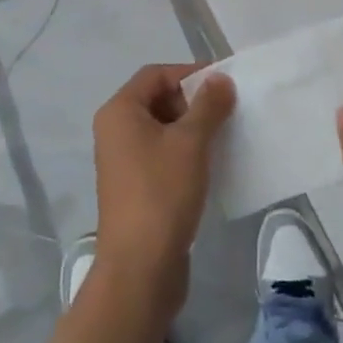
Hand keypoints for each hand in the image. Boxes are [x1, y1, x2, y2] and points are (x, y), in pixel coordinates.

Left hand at [90, 64, 235, 331]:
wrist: (140, 268)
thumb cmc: (162, 193)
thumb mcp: (191, 142)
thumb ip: (208, 105)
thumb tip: (220, 79)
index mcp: (120, 112)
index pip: (156, 74)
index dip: (190, 73)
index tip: (224, 84)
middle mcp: (115, 131)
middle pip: (157, 99)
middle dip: (193, 101)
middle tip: (226, 112)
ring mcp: (123, 161)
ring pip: (162, 129)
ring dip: (192, 128)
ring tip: (224, 137)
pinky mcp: (135, 187)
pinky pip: (162, 155)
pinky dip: (185, 152)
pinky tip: (211, 164)